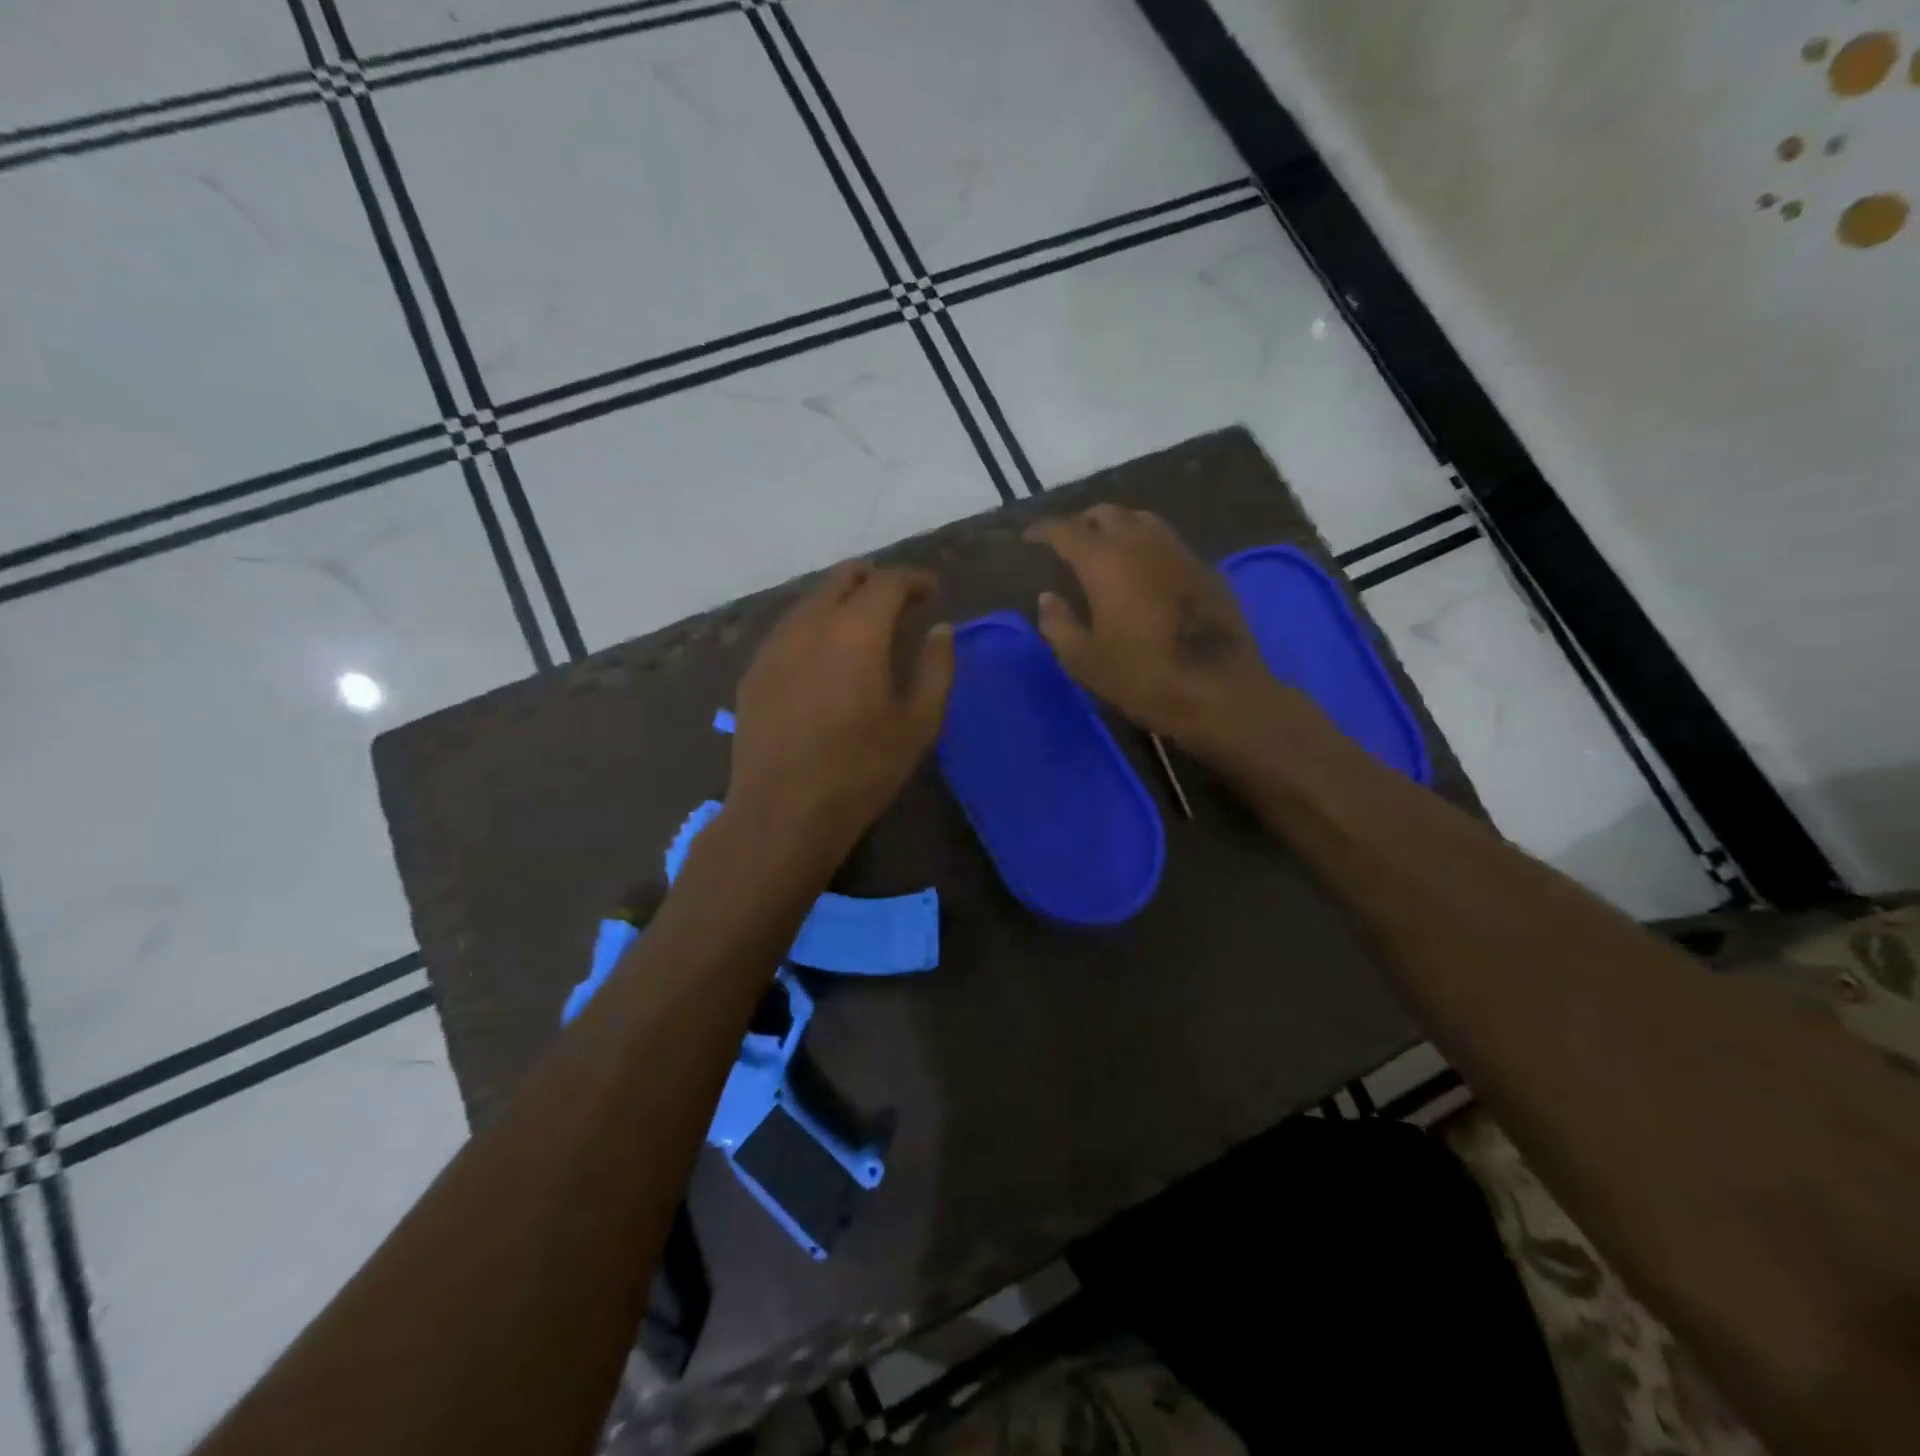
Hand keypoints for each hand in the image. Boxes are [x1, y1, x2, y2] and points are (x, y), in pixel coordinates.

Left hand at [728, 560, 953, 863]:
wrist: (783, 812)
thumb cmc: (861, 770)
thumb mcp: (918, 724)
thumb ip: (936, 668)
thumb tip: (941, 630)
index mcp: (855, 631)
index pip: (886, 581)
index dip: (913, 580)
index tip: (932, 591)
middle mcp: (809, 624)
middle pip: (842, 578)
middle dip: (875, 579)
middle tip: (899, 601)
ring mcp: (774, 646)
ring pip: (811, 601)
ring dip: (842, 601)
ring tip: (864, 627)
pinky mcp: (754, 671)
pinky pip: (789, 629)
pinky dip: (815, 627)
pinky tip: (824, 657)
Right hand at [1026, 507, 1293, 757]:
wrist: (1220, 692)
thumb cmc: (1143, 678)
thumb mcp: (1085, 661)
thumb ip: (1059, 625)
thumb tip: (1048, 598)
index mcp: (1105, 561)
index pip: (1066, 530)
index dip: (1044, 530)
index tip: (1030, 537)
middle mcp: (1141, 543)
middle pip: (1107, 513)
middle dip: (1082, 522)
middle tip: (1067, 542)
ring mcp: (1178, 551)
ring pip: (1141, 519)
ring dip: (1117, 526)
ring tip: (1104, 548)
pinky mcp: (1205, 568)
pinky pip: (1166, 540)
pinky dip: (1145, 543)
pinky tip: (1142, 568)